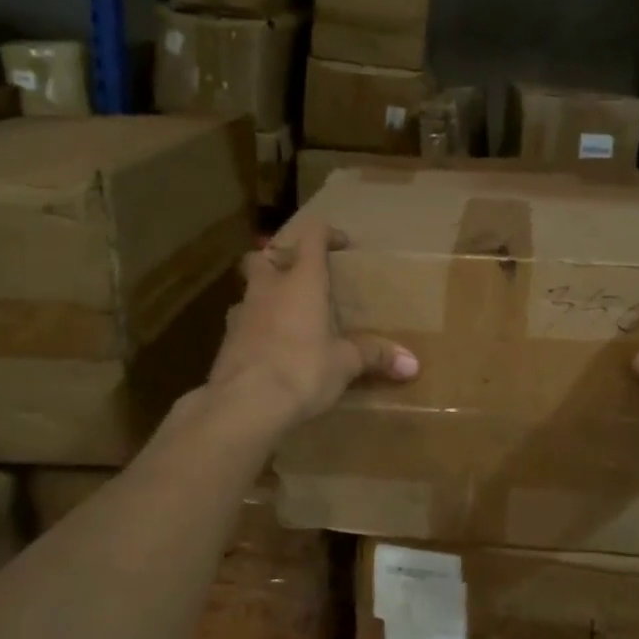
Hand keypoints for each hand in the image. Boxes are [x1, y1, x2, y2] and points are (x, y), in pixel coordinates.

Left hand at [207, 219, 418, 428]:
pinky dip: (255, 330)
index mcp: (302, 282)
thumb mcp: (345, 364)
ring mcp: (241, 314)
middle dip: (279, 261)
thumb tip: (413, 365)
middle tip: (299, 278)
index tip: (342, 246)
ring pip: (249, 292)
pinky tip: (270, 351)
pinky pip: (241, 325)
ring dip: (265, 297)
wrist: (244, 404)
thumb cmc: (303, 370)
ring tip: (286, 319)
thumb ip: (375, 357)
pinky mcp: (225, 342)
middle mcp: (267, 289)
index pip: (311, 237)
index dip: (327, 234)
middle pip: (263, 257)